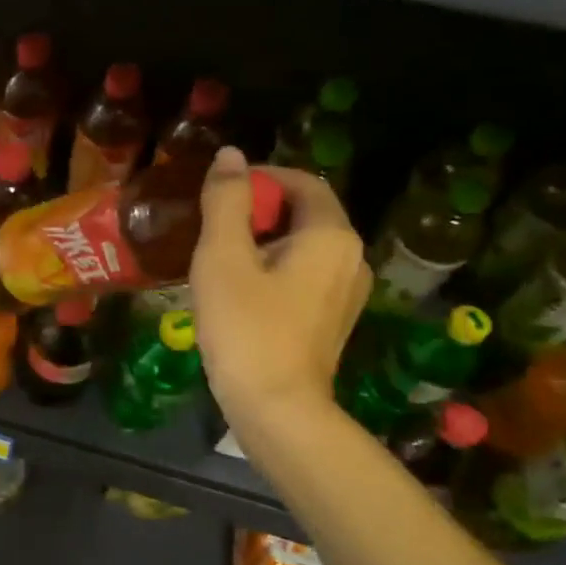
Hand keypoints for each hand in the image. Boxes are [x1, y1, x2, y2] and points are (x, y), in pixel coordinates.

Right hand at [191, 147, 369, 423]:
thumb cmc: (245, 327)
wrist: (276, 409)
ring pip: (304, 247)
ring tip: (220, 258)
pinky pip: (306, 276)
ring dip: (264, 242)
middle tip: (212, 227)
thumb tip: (231, 155)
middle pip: (305, 214)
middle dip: (259, 211)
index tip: (220, 192)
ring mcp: (348, 293)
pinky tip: (240, 291)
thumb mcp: (223, 257)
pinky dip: (275, 269)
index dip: (261, 178)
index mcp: (331, 235)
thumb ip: (227, 201)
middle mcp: (352, 258)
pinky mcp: (334, 320)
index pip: (302, 182)